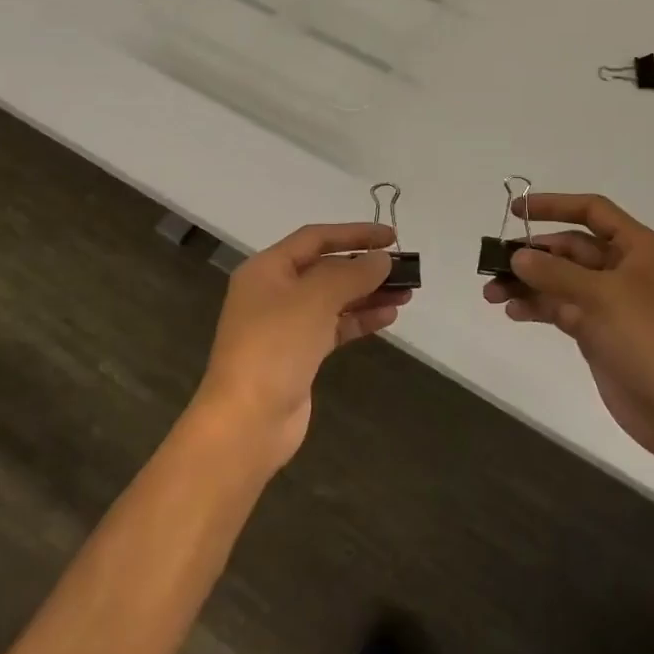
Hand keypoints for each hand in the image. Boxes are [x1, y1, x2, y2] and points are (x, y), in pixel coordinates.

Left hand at [196, 222, 412, 468]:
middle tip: (404, 270)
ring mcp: (286, 325)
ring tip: (406, 293)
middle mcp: (274, 292)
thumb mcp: (316, 299)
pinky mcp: (299, 354)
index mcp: (267, 269)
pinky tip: (389, 317)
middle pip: (326, 269)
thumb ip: (353, 273)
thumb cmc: (276, 346)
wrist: (247, 420)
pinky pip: (334, 327)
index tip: (392, 238)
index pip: (316, 238)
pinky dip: (360, 320)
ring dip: (368, 294)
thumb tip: (381, 259)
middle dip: (365, 267)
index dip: (355, 233)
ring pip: (334, 299)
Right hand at [483, 193, 653, 464]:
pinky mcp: (597, 332)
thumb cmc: (649, 339)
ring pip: (561, 281)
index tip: (516, 209)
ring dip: (528, 283)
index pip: (592, 211)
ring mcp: (610, 303)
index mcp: (637, 248)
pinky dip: (537, 308)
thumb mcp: (602, 296)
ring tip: (490, 292)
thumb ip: (556, 273)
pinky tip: (512, 312)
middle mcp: (623, 269)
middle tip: (493, 262)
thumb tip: (518, 256)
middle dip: (532, 254)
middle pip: (570, 248)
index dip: (554, 205)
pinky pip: (561, 309)